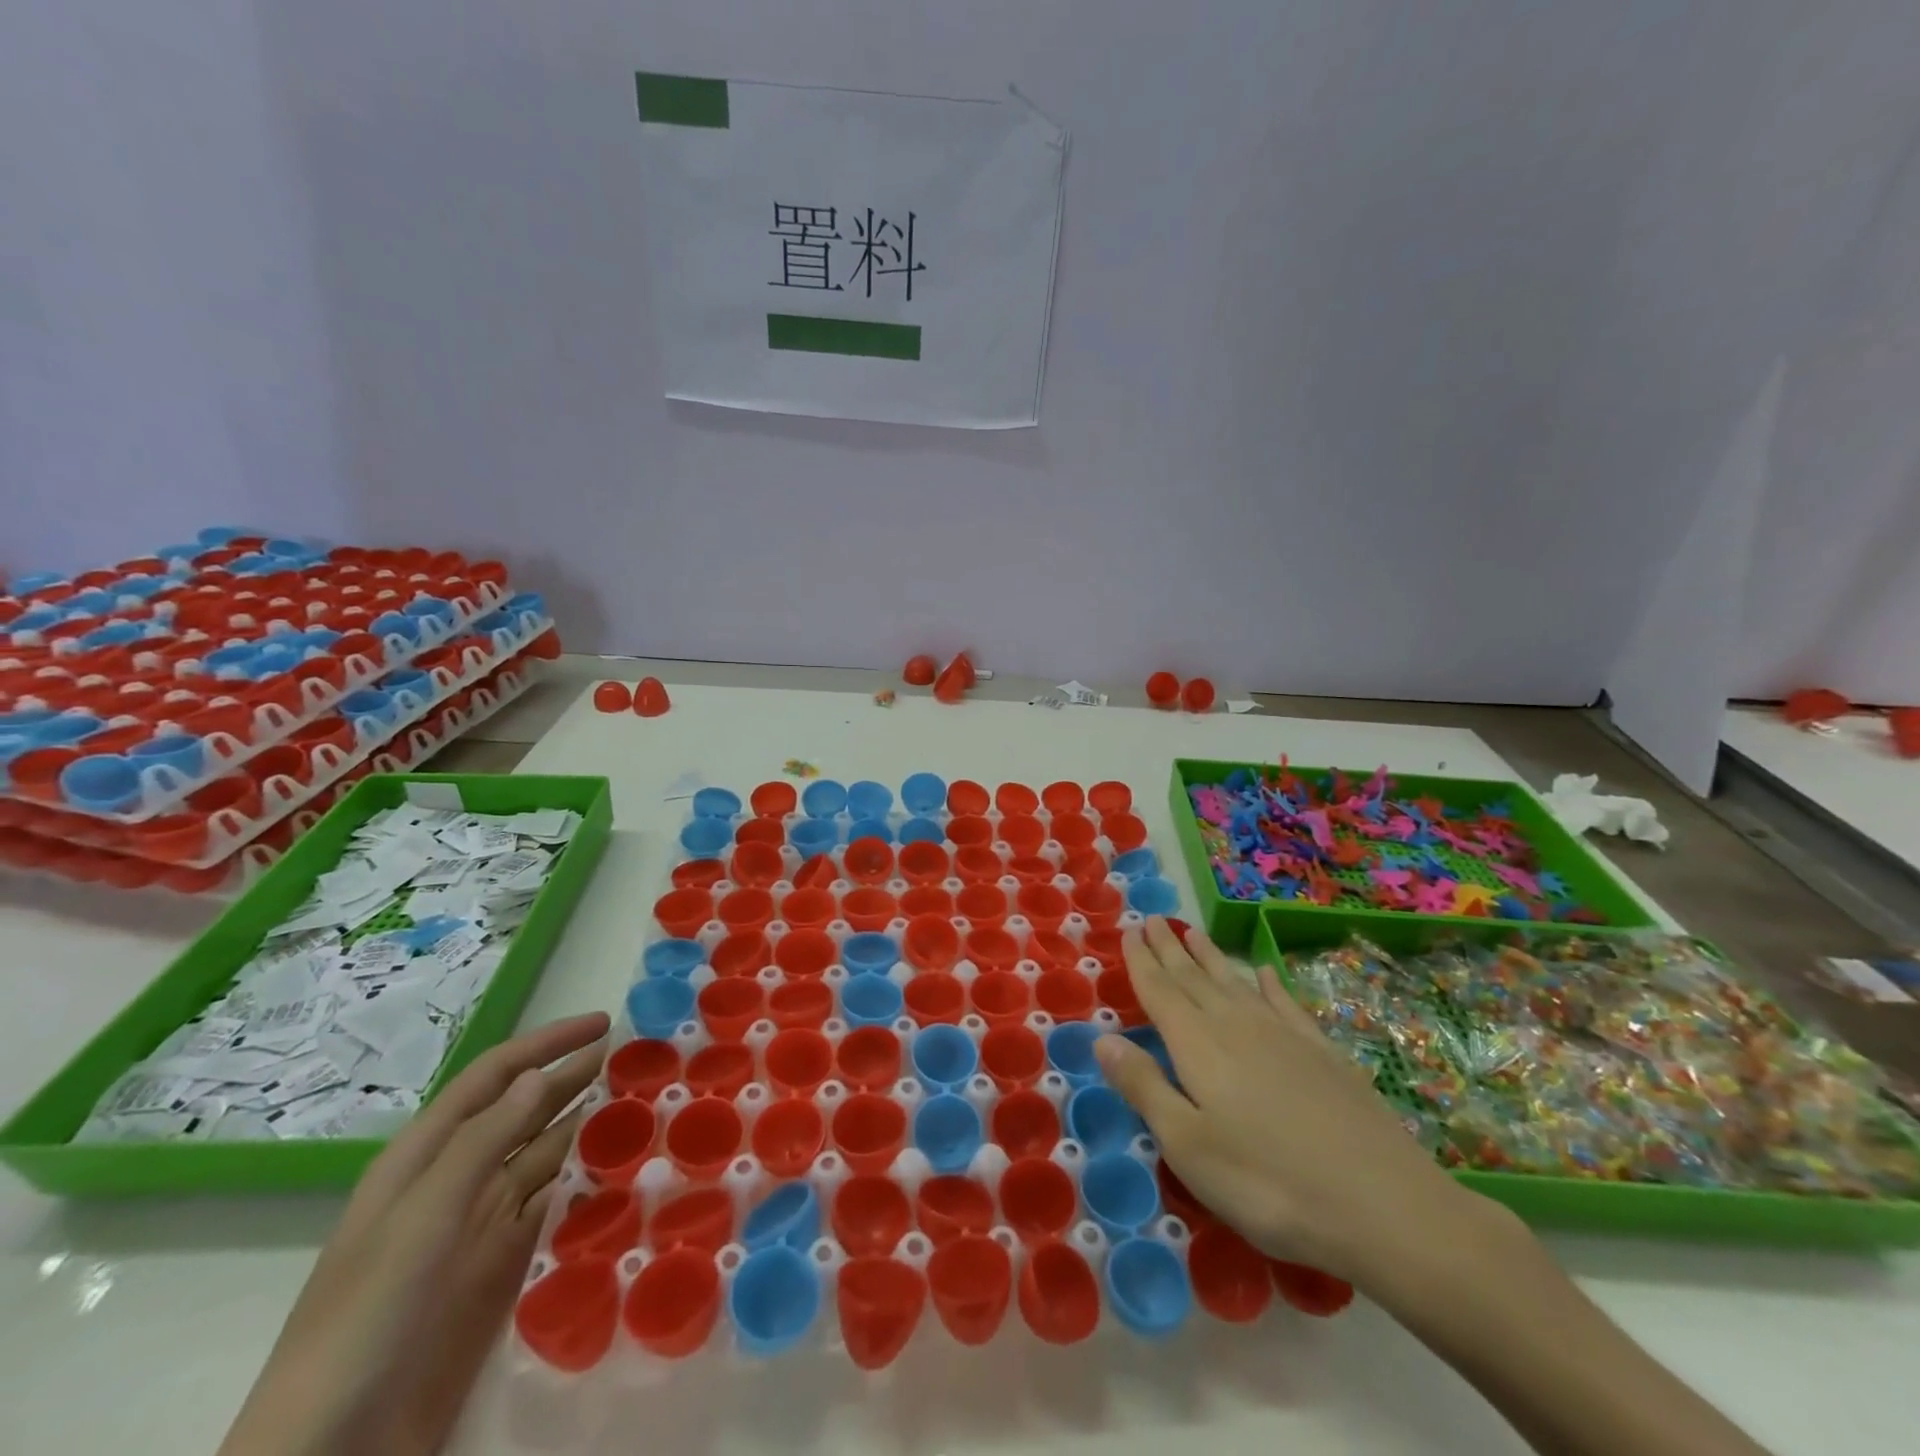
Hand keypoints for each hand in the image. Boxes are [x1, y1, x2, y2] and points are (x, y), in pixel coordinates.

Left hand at [219, 1012, 610, 1455]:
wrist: (331, 1453)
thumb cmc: (365, 1318)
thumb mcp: (420, 1219)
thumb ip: (481, 1143)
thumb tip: (538, 1076)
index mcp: (427, 1157)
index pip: (495, 1077)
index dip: (548, 1044)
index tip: (605, 1023)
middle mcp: (458, 1182)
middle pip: (527, 1113)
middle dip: (579, 1080)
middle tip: (641, 1059)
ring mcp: (482, 1229)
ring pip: (548, 1160)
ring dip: (592, 1131)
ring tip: (647, 1107)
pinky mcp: (504, 1273)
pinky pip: (555, 1214)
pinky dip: (591, 1189)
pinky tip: (628, 1175)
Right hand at [1095, 920, 1489, 1286]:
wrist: (1383, 1205)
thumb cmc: (1266, 1183)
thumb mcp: (1188, 1145)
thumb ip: (1144, 1087)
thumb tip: (1102, 1038)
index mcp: (1198, 1044)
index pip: (1160, 991)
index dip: (1141, 962)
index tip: (1129, 931)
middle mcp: (1236, 1025)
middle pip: (1194, 978)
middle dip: (1170, 949)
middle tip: (1154, 920)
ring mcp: (1283, 1035)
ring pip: (1234, 982)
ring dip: (1210, 957)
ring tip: (1193, 932)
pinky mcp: (1321, 1052)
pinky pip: (1285, 1003)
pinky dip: (1269, 984)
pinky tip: (1262, 972)